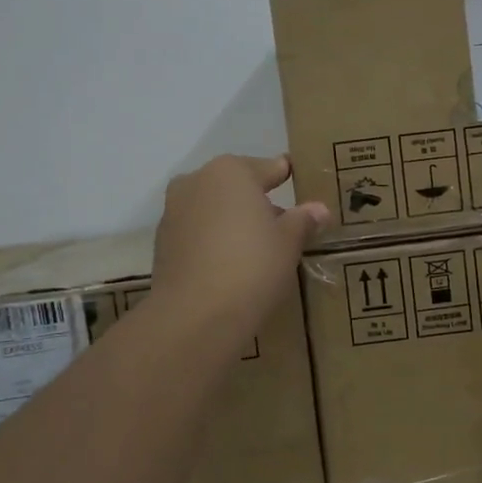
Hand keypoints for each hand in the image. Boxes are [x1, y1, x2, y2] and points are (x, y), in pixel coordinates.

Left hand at [152, 155, 329, 335]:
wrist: (196, 315)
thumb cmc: (252, 266)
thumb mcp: (288, 242)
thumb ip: (303, 221)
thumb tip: (319, 209)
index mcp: (231, 171)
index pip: (268, 168)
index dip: (286, 176)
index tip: (297, 181)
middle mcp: (196, 181)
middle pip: (235, 187)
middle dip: (256, 202)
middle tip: (281, 225)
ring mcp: (173, 211)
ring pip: (213, 209)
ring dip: (232, 221)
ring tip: (256, 249)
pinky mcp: (162, 243)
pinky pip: (197, 233)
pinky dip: (213, 241)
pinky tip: (229, 264)